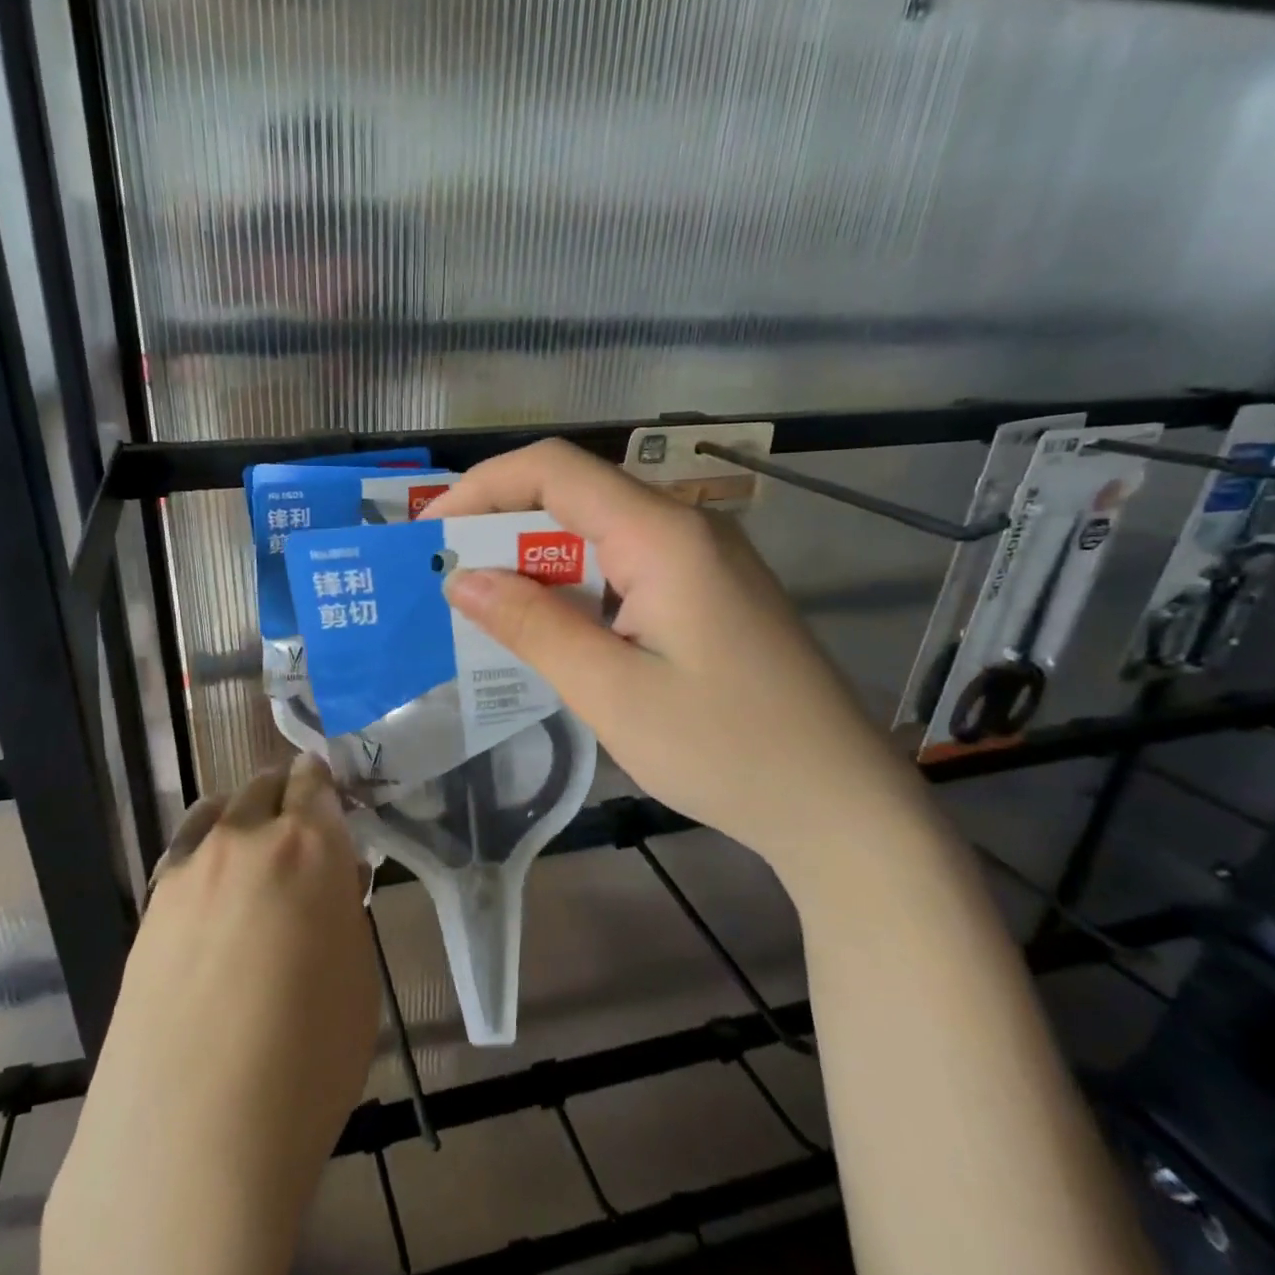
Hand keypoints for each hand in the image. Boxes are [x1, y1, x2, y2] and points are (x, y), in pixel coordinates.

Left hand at [42, 754, 377, 1274]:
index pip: (316, 782)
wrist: (190, 1138)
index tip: (331, 798)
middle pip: (264, 787)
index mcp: (310, 846)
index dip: (324, 783)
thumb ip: (344, 911)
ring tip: (252, 855)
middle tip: (300, 835)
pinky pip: (182, 853)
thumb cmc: (307, 1062)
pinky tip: (210, 898)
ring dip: (240, 817)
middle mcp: (246, 839)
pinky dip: (203, 853)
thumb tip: (334, 880)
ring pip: (217, 810)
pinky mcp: (149, 907)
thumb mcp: (358, 980)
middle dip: (286, 796)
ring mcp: (188, 869)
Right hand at [422, 439, 929, 877]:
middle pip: (576, 496)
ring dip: (538, 565)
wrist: (841, 805)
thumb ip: (533, 626)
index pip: (555, 470)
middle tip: (448, 581)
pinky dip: (577, 590)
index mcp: (665, 535)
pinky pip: (627, 568)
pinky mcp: (711, 593)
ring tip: (486, 611)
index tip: (432, 534)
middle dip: (503, 530)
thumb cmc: (726, 749)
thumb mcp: (612, 692)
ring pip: (599, 534)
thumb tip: (461, 579)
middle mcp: (687, 527)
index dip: (482, 488)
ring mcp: (705, 559)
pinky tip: (553, 633)